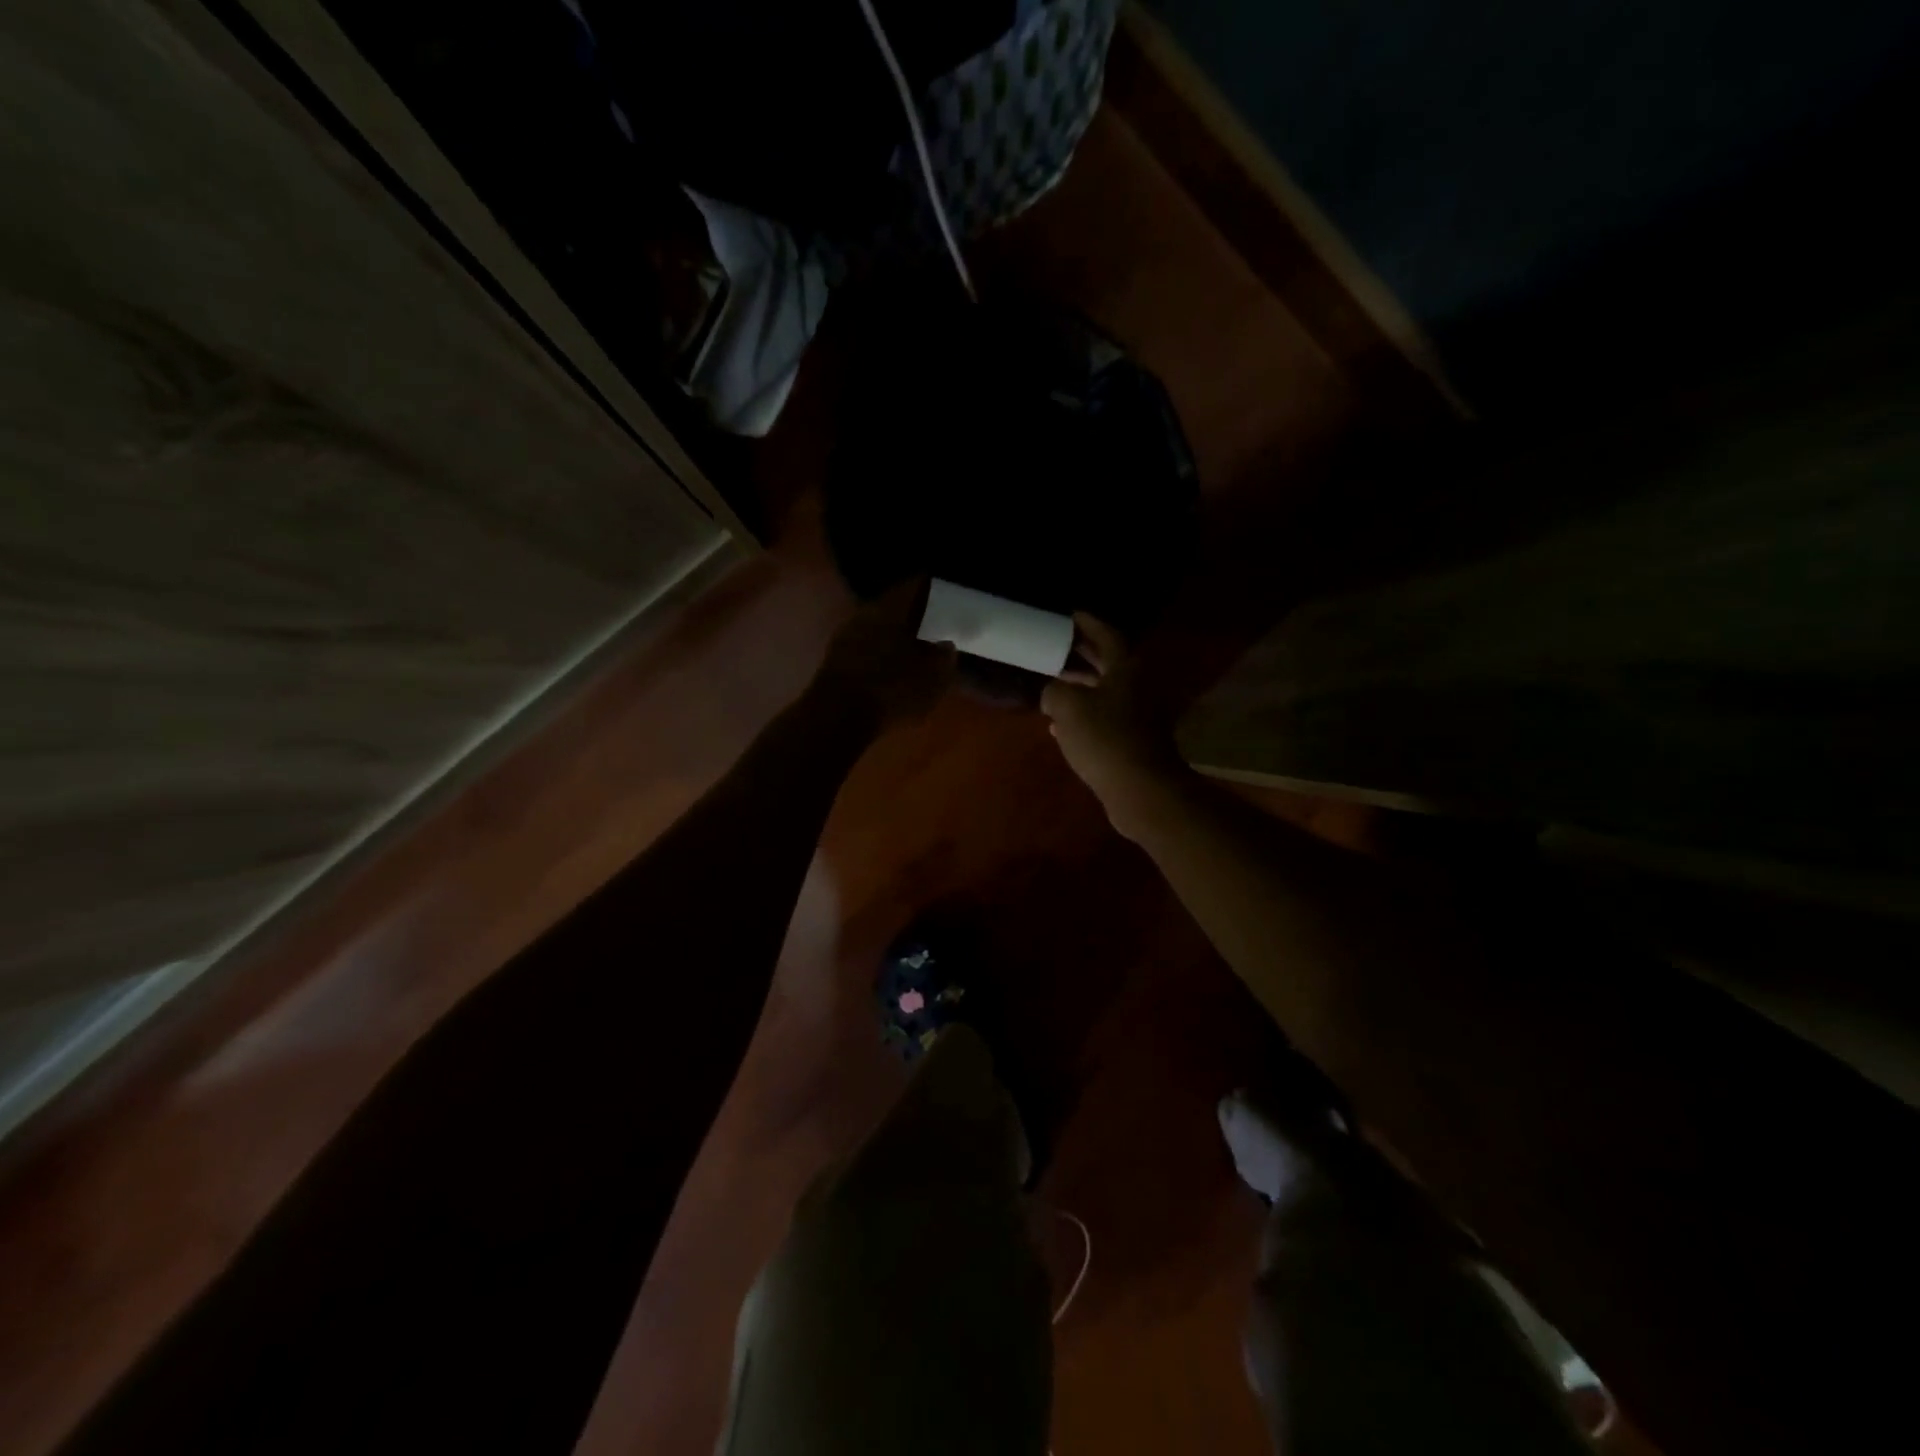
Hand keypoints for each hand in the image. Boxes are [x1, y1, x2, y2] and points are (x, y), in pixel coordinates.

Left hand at [815, 578, 956, 731]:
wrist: (837, 719)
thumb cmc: (892, 689)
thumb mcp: (932, 677)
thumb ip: (943, 657)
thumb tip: (946, 645)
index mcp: (891, 607)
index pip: (915, 585)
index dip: (932, 588)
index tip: (946, 594)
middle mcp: (865, 613)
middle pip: (894, 606)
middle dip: (913, 615)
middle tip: (934, 624)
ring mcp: (845, 637)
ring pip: (878, 628)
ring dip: (895, 636)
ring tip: (915, 649)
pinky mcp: (834, 661)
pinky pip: (865, 648)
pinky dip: (880, 654)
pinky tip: (891, 669)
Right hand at [1041, 615, 1188, 839]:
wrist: (1140, 789)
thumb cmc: (1105, 738)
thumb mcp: (1067, 706)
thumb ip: (1053, 691)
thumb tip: (1052, 693)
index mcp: (1126, 668)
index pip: (1107, 635)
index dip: (1088, 624)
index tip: (1071, 615)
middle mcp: (1137, 687)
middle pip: (1108, 663)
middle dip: (1082, 655)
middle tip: (1058, 646)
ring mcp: (1139, 715)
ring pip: (1106, 692)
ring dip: (1081, 687)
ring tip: (1053, 684)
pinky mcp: (1134, 741)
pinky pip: (1106, 719)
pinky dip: (1085, 716)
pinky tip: (1060, 726)